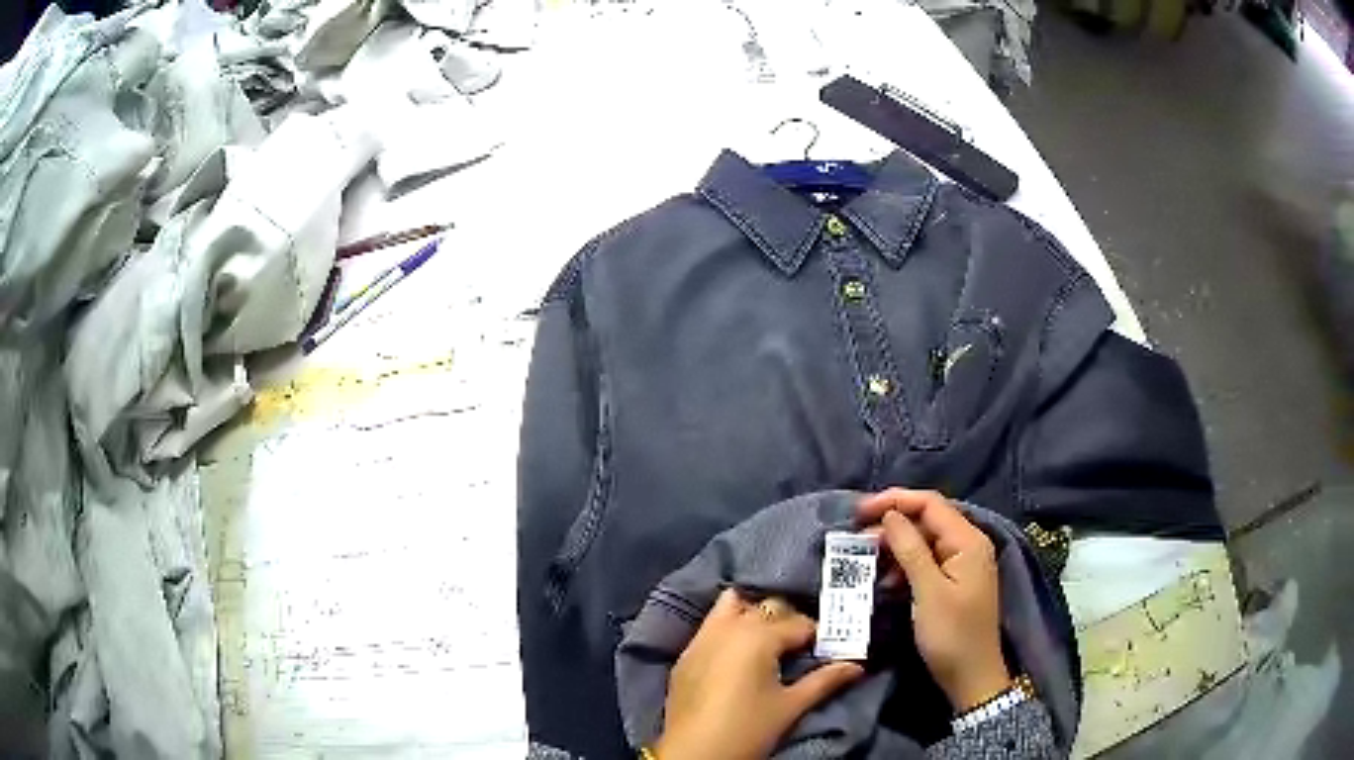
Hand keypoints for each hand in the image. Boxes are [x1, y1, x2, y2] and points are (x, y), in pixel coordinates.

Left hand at [653, 589, 864, 759]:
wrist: (693, 754)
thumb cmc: (747, 730)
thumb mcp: (791, 707)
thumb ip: (825, 681)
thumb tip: (856, 666)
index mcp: (758, 636)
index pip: (800, 623)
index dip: (819, 635)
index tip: (829, 648)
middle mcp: (729, 627)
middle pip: (768, 607)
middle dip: (789, 620)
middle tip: (803, 645)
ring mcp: (702, 638)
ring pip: (733, 606)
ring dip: (755, 613)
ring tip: (770, 638)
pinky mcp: (686, 654)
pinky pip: (711, 624)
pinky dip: (729, 625)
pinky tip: (740, 647)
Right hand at [858, 489, 1009, 711]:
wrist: (971, 677)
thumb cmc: (951, 635)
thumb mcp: (928, 593)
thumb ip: (911, 550)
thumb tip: (890, 516)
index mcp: (968, 541)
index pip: (931, 504)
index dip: (895, 500)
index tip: (859, 511)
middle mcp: (968, 544)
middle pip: (928, 519)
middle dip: (892, 523)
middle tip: (856, 537)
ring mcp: (962, 563)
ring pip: (925, 540)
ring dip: (895, 546)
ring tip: (866, 559)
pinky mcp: (954, 581)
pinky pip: (926, 560)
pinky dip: (904, 565)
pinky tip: (886, 579)